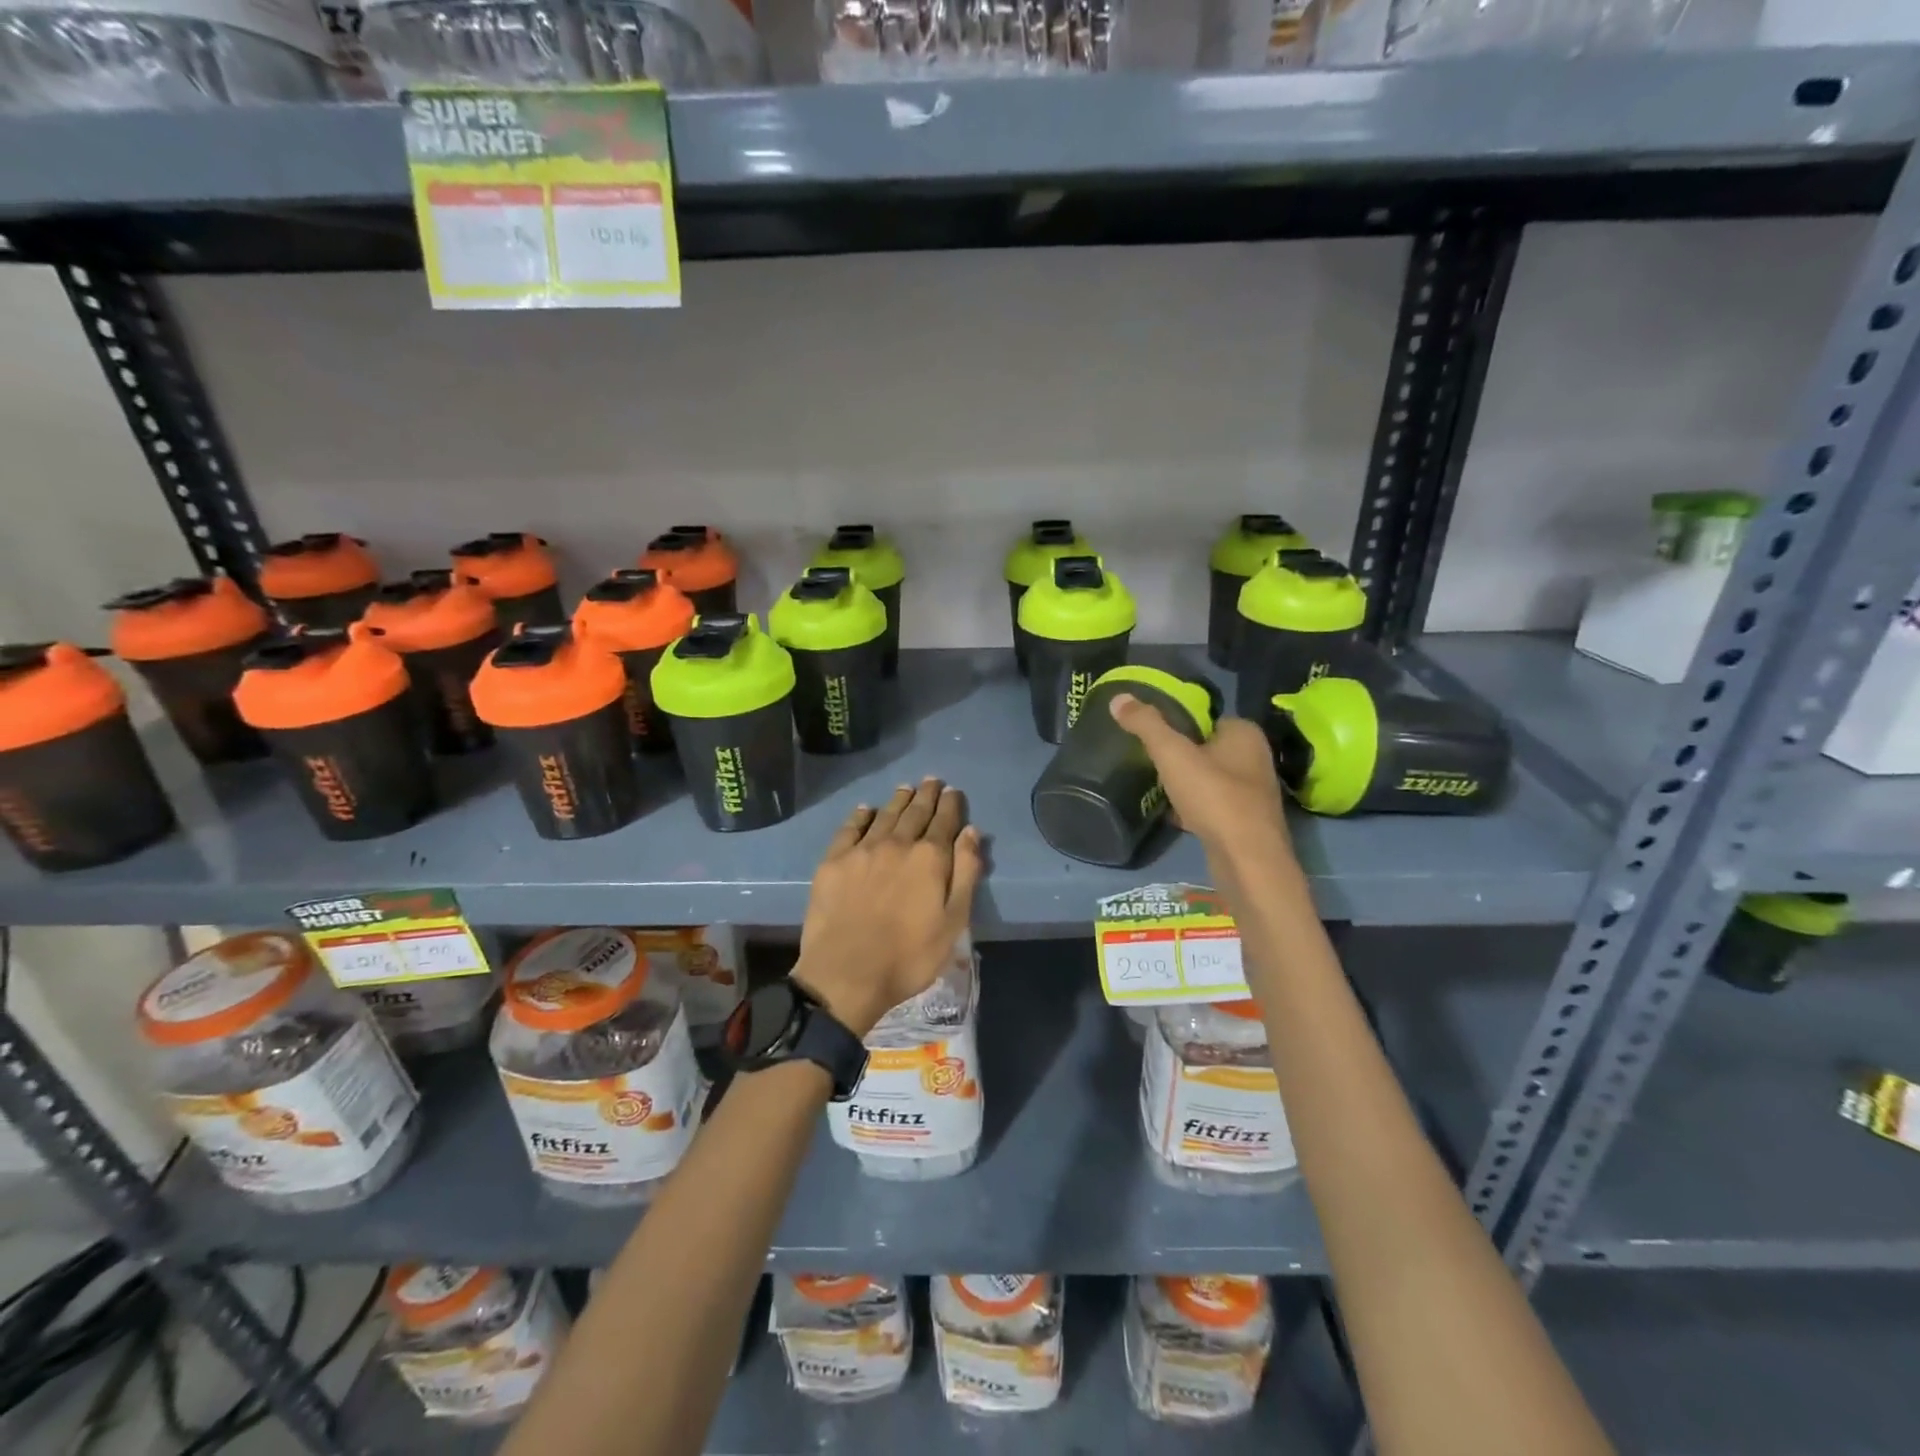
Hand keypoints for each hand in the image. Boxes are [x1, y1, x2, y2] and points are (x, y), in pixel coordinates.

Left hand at [793, 779, 983, 1037]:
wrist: (846, 974)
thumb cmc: (909, 955)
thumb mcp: (953, 921)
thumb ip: (965, 873)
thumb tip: (971, 832)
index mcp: (929, 858)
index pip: (944, 822)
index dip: (950, 805)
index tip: (953, 791)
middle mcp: (897, 844)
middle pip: (915, 812)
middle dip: (926, 795)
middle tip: (932, 781)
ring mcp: (862, 850)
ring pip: (885, 815)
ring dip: (898, 800)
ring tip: (906, 788)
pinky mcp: (834, 861)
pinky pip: (850, 829)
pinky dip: (861, 816)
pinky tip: (866, 810)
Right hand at [1108, 693, 1292, 864]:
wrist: (1247, 860)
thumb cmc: (1214, 797)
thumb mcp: (1172, 754)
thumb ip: (1146, 724)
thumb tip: (1119, 698)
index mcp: (1245, 733)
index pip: (1206, 718)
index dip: (1178, 724)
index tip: (1151, 736)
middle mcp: (1255, 758)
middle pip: (1206, 748)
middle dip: (1180, 756)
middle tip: (1150, 762)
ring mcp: (1253, 792)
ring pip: (1209, 778)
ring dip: (1185, 783)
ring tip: (1156, 787)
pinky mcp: (1246, 821)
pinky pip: (1213, 805)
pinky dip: (1194, 808)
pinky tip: (1172, 815)